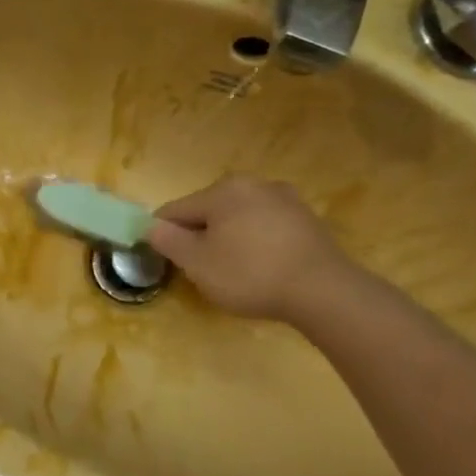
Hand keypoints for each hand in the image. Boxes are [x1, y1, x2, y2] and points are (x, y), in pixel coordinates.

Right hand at [147, 176, 353, 323]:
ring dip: (229, 240)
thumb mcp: (197, 263)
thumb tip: (151, 225)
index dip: (164, 235)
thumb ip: (168, 241)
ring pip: (239, 218)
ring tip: (235, 272)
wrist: (325, 291)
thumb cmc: (250, 274)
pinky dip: (256, 243)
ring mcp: (285, 199)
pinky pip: (266, 228)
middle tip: (203, 271)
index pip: (176, 210)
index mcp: (222, 190)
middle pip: (209, 211)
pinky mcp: (307, 219)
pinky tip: (263, 269)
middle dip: (200, 237)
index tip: (166, 261)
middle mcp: (253, 184)